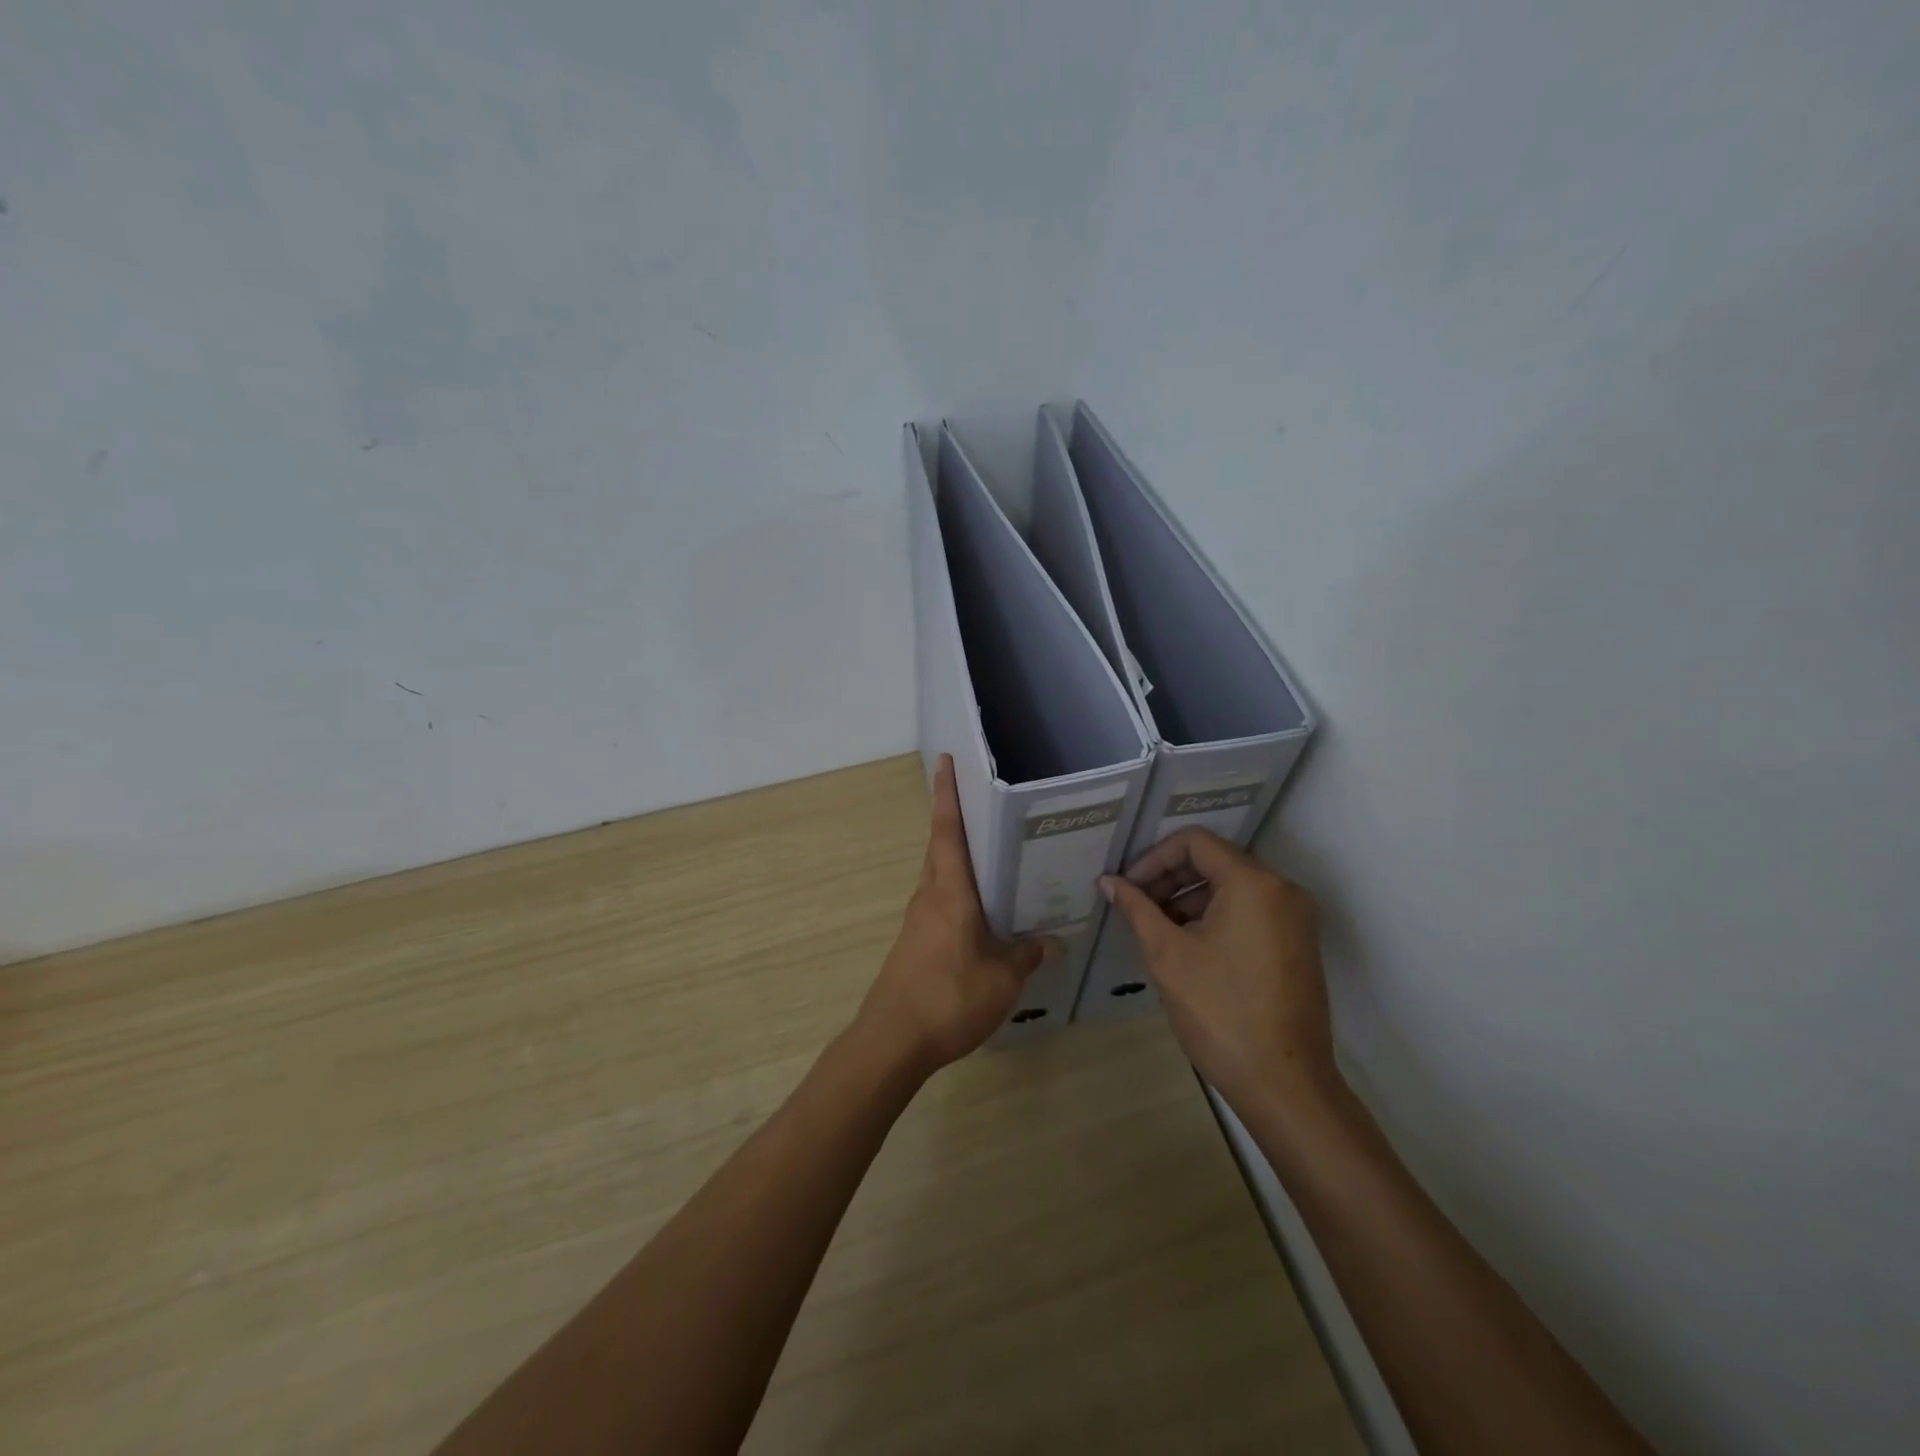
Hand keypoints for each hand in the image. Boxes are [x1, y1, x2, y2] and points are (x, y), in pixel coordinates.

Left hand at [856, 755, 1055, 1074]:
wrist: (893, 1040)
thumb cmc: (949, 997)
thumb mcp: (1002, 978)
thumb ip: (1026, 955)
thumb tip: (1050, 941)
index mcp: (949, 892)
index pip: (948, 831)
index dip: (947, 794)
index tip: (946, 761)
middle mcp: (930, 896)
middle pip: (942, 847)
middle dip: (958, 819)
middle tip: (987, 801)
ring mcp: (919, 919)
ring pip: (941, 875)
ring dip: (960, 857)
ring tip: (996, 852)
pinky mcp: (916, 942)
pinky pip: (941, 901)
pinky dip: (960, 891)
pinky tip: (984, 910)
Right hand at [1100, 829, 1339, 1115]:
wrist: (1285, 1085)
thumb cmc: (1220, 1013)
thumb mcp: (1168, 955)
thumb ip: (1137, 909)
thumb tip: (1108, 881)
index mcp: (1254, 883)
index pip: (1195, 842)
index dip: (1154, 858)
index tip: (1129, 888)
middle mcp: (1282, 890)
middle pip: (1215, 861)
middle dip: (1170, 879)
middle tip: (1136, 907)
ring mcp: (1295, 918)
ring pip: (1232, 887)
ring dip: (1189, 899)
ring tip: (1156, 930)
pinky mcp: (1297, 944)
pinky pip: (1250, 911)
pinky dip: (1215, 917)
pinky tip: (1187, 946)